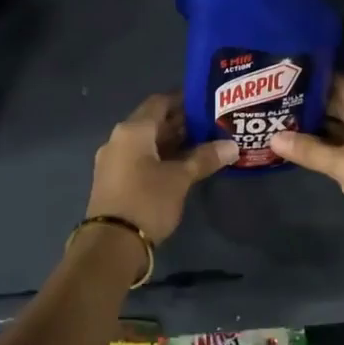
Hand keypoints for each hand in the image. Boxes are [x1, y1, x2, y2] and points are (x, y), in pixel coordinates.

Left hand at [86, 93, 236, 247]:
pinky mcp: (114, 181)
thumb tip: (232, 146)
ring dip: (172, 142)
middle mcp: (119, 139)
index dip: (184, 100)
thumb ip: (204, 158)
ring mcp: (114, 161)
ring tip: (204, 145)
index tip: (207, 102)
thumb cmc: (147, 201)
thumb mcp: (180, 178)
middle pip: (153, 122)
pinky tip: (183, 166)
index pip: (160, 102)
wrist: (111, 244)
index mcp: (132, 130)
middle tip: (212, 125)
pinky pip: (140, 159)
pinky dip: (161, 158)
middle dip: (181, 123)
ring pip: (147, 143)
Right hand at [270, 74, 343, 261]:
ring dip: (319, 129)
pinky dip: (328, 149)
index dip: (318, 79)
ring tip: (284, 123)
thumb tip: (274, 137)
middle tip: (278, 101)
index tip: (288, 75)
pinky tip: (305, 151)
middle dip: (314, 105)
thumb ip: (310, 151)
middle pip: (343, 107)